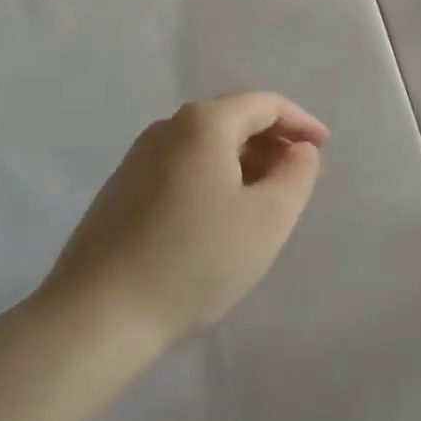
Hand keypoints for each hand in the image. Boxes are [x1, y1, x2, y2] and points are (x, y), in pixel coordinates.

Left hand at [42, 92, 327, 345]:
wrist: (97, 316)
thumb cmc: (194, 260)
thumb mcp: (267, 220)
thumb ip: (296, 176)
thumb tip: (300, 150)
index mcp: (204, 123)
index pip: (265, 104)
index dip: (300, 122)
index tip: (323, 149)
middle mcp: (168, 127)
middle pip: (233, 119)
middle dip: (272, 143)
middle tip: (298, 177)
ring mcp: (138, 157)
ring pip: (206, 145)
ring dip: (243, 162)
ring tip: (264, 198)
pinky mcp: (121, 188)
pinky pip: (181, 166)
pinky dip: (212, 177)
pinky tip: (219, 216)